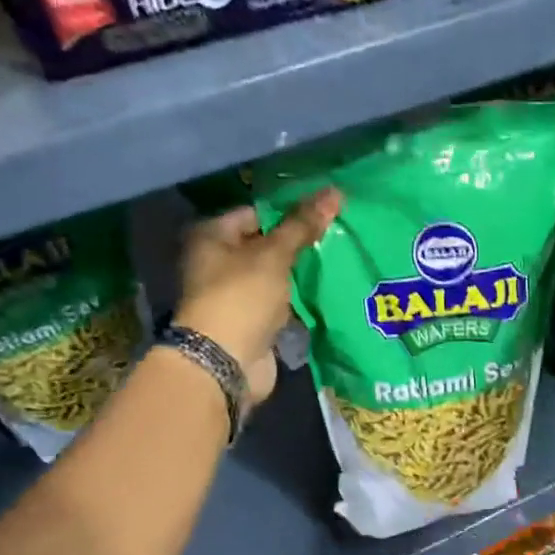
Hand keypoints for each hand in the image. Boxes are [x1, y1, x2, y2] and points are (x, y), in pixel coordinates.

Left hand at [174, 190, 340, 406]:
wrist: (226, 362)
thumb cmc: (241, 297)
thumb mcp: (274, 255)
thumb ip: (303, 225)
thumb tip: (335, 192)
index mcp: (212, 237)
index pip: (256, 213)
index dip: (289, 210)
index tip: (325, 211)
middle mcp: (219, 263)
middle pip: (266, 245)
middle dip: (300, 243)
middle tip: (339, 234)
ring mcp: (236, 295)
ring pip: (276, 276)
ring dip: (303, 273)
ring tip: (341, 259)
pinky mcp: (253, 322)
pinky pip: (282, 303)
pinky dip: (301, 299)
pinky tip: (330, 290)